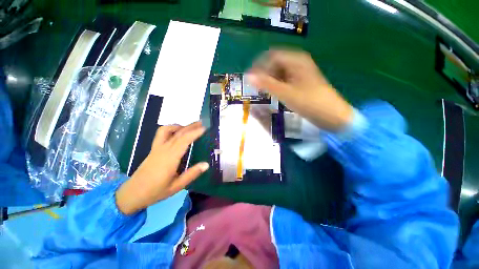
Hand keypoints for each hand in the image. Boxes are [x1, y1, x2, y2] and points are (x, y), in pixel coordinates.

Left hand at [116, 122, 208, 214]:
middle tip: (202, 123)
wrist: (132, 194)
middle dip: (191, 126)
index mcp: (170, 158)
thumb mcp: (177, 186)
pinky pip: (161, 134)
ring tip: (191, 126)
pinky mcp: (153, 149)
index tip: (205, 128)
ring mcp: (157, 148)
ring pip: (168, 130)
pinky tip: (177, 132)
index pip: (184, 140)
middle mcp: (163, 149)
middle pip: (178, 133)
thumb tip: (206, 164)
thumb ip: (192, 174)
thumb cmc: (156, 192)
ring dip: (181, 126)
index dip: (195, 133)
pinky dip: (170, 129)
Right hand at [247, 50, 352, 131]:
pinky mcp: (301, 83)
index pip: (272, 56)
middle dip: (264, 74)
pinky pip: (284, 80)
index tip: (250, 78)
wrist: (332, 115)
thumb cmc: (310, 102)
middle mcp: (298, 63)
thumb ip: (267, 84)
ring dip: (270, 80)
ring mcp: (300, 73)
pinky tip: (273, 93)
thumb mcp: (286, 93)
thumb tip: (249, 76)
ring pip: (279, 73)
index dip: (259, 66)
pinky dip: (276, 85)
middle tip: (256, 87)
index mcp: (296, 60)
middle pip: (275, 64)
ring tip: (263, 91)